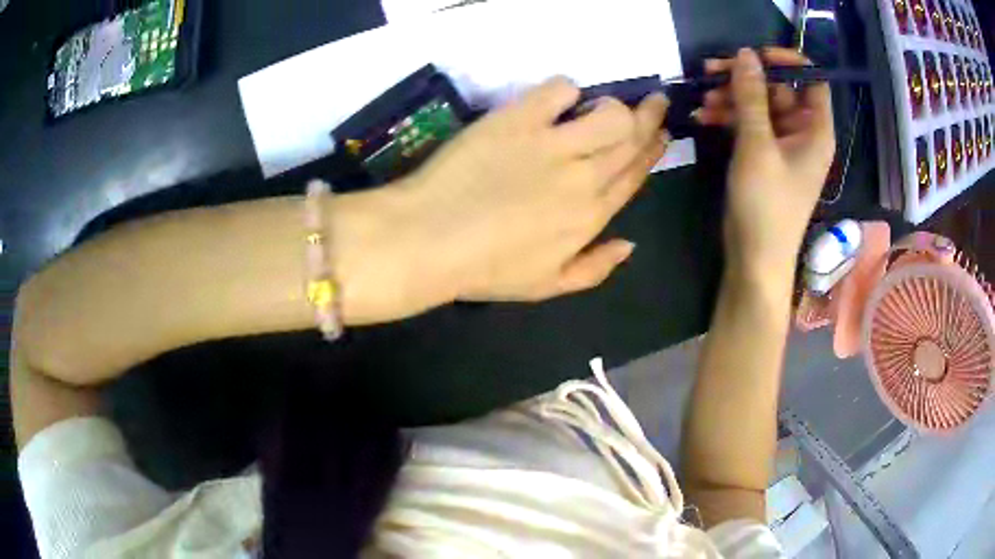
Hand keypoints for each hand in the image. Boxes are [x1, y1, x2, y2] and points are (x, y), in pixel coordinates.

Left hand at [396, 77, 668, 301]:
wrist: (430, 239)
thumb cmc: (485, 269)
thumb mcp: (546, 286)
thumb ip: (594, 268)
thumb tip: (630, 244)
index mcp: (591, 216)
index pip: (634, 176)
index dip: (652, 152)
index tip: (661, 134)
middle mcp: (584, 177)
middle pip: (630, 140)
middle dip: (651, 117)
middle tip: (657, 102)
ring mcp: (552, 145)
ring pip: (609, 114)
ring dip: (617, 104)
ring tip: (611, 102)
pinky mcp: (518, 119)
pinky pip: (559, 90)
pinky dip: (566, 90)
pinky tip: (562, 98)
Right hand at [696, 48, 834, 275]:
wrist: (755, 259)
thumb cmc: (766, 205)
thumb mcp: (757, 146)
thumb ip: (751, 97)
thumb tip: (745, 53)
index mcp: (815, 130)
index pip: (811, 79)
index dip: (785, 61)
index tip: (753, 55)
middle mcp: (802, 132)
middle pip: (777, 88)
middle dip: (744, 79)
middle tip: (709, 72)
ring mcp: (782, 144)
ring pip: (758, 105)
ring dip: (730, 98)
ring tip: (702, 101)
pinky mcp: (764, 155)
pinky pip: (749, 124)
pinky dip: (728, 118)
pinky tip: (703, 117)